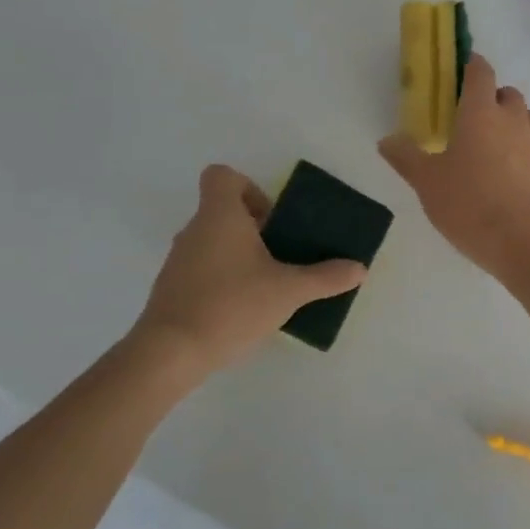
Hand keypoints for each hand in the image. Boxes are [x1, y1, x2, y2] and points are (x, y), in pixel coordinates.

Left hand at [130, 165, 366, 373]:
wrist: (170, 353)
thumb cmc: (231, 305)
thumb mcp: (288, 291)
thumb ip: (325, 277)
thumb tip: (359, 268)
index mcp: (219, 216)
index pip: (222, 176)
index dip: (248, 188)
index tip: (271, 219)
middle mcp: (194, 230)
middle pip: (222, 210)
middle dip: (254, 227)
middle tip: (280, 254)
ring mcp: (178, 260)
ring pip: (212, 241)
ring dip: (238, 254)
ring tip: (265, 283)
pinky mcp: (171, 289)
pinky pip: (200, 268)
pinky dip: (221, 278)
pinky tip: (242, 308)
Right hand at [379, 54, 529, 277]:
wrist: (525, 242)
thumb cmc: (469, 205)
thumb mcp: (427, 183)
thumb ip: (406, 157)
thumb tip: (386, 139)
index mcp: (480, 114)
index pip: (480, 73)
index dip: (473, 66)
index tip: (465, 68)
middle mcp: (514, 120)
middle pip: (509, 94)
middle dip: (494, 98)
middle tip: (475, 119)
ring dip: (516, 123)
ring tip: (498, 148)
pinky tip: (519, 177)